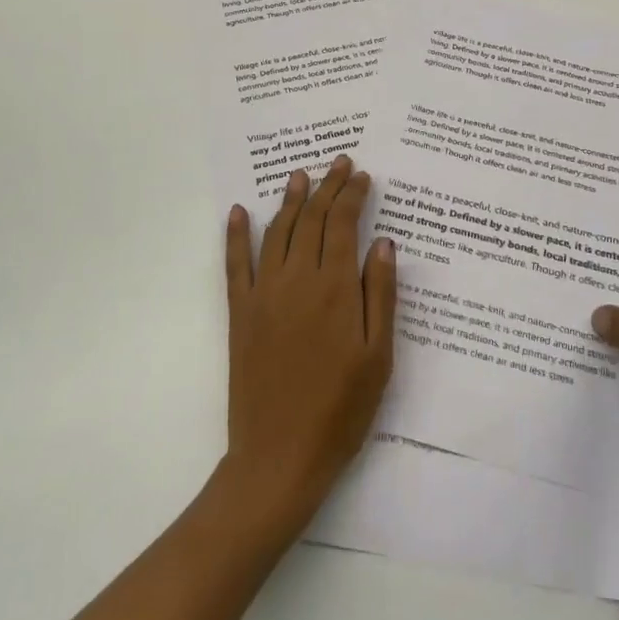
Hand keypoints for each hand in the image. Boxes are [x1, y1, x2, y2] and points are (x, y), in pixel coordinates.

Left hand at [222, 156, 396, 533]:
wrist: (280, 457)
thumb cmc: (341, 409)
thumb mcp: (378, 356)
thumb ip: (381, 294)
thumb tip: (383, 242)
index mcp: (335, 289)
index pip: (344, 224)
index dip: (353, 195)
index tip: (363, 175)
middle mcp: (297, 280)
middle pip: (313, 219)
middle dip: (328, 186)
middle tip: (339, 162)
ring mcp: (264, 294)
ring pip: (278, 232)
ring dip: (290, 200)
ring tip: (301, 175)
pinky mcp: (240, 313)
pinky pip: (235, 264)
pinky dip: (236, 234)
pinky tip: (240, 211)